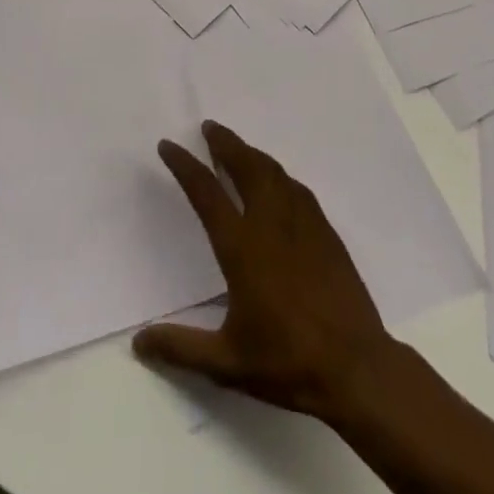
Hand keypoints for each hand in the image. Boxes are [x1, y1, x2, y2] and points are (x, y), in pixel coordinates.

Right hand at [134, 121, 398, 421]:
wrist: (355, 366)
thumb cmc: (287, 362)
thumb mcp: (226, 362)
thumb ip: (180, 348)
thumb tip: (138, 342)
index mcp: (242, 247)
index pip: (206, 194)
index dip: (185, 166)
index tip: (169, 146)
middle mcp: (272, 224)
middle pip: (246, 167)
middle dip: (225, 143)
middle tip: (209, 128)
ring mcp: (304, 224)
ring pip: (274, 172)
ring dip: (252, 154)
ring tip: (238, 148)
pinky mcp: (326, 233)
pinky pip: (297, 189)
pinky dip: (279, 175)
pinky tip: (278, 182)